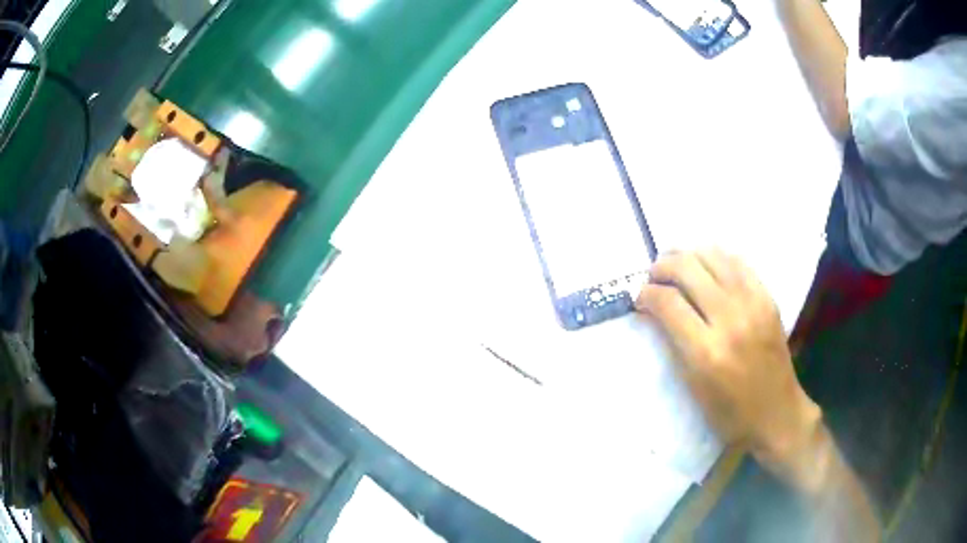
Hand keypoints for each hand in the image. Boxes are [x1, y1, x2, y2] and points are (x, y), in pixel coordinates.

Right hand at [635, 249, 821, 467]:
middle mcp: (730, 320)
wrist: (777, 413)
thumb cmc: (730, 413)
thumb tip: (656, 311)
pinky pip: (738, 262)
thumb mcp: (693, 387)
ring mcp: (753, 304)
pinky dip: (716, 257)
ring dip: (688, 255)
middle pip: (688, 269)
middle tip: (653, 276)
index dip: (646, 294)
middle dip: (662, 267)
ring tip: (676, 263)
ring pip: (713, 256)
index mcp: (706, 352)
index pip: (668, 303)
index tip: (639, 297)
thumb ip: (674, 343)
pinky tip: (707, 265)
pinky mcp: (768, 298)